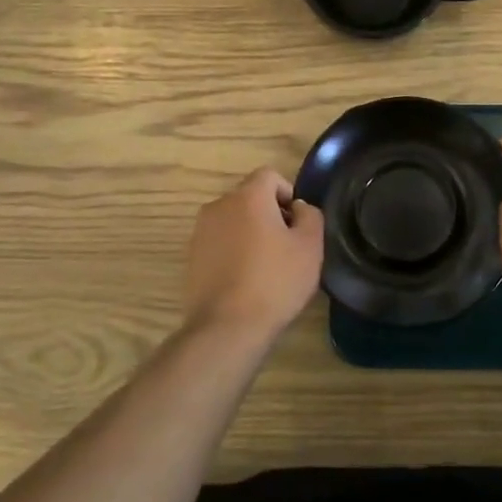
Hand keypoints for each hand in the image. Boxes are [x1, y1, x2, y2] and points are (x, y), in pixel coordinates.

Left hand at [183, 168, 324, 341]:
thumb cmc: (275, 281)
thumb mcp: (310, 246)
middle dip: (269, 213)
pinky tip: (245, 279)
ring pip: (233, 220)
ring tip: (265, 266)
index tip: (297, 224)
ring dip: (250, 232)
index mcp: (248, 196)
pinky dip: (233, 250)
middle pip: (250, 197)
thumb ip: (309, 215)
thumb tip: (297, 208)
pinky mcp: (191, 256)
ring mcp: (200, 231)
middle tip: (286, 246)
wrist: (227, 326)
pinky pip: (219, 241)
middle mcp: (219, 205)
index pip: (270, 175)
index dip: (288, 194)